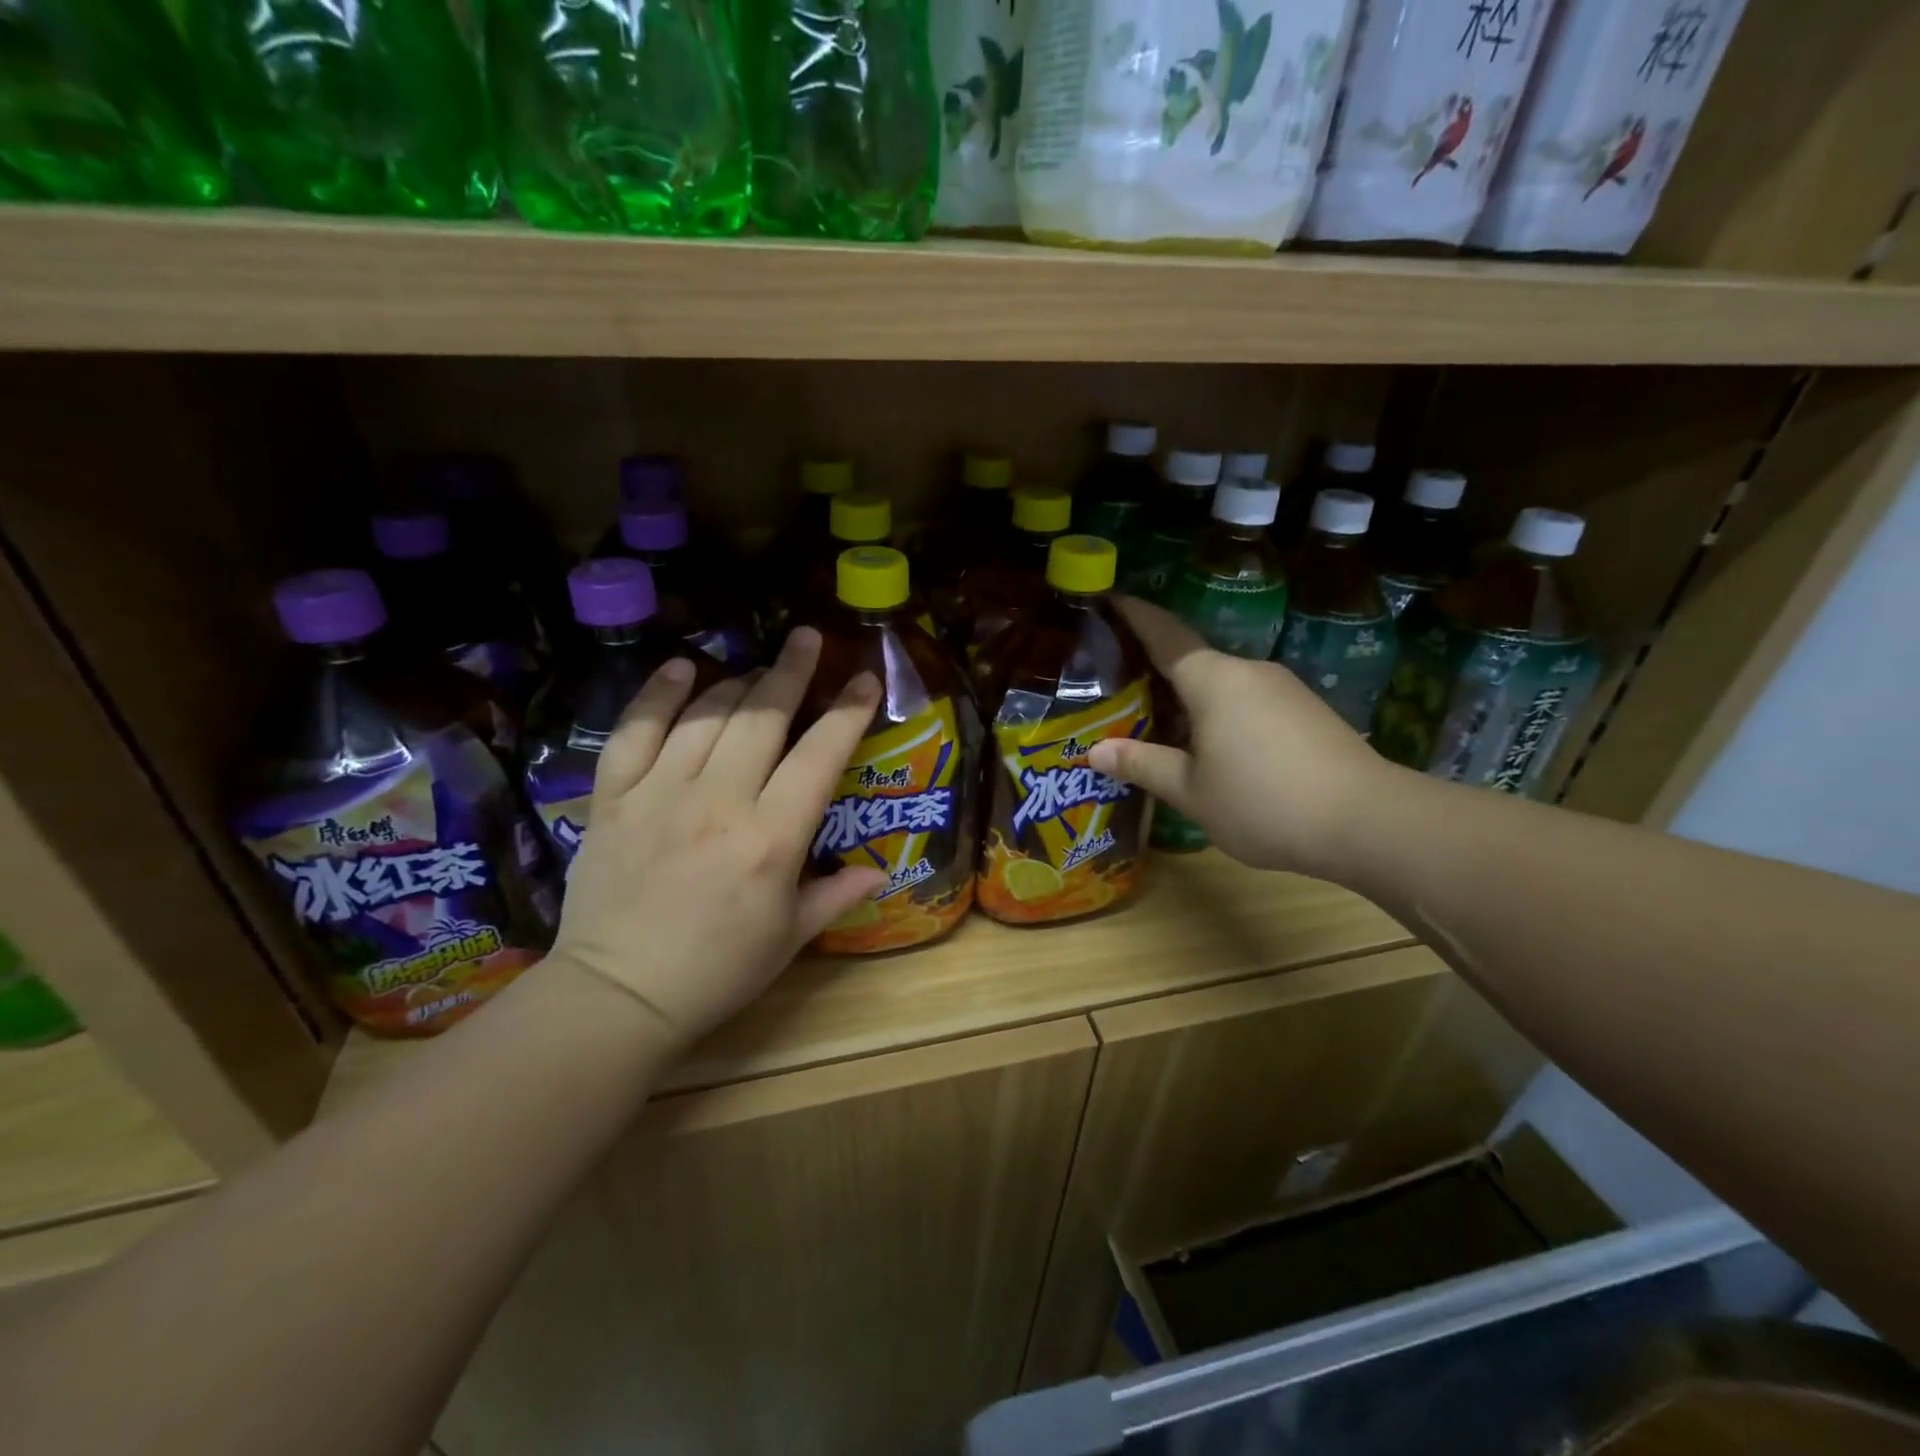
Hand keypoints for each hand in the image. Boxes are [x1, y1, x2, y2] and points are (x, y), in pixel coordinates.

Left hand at [548, 629, 886, 1051]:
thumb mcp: (788, 939)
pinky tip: (680, 669)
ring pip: (705, 716)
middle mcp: (719, 802)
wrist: (616, 995)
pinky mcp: (613, 799)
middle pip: (761, 717)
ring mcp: (659, 794)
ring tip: (756, 670)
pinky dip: (657, 695)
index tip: (864, 679)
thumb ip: (835, 895)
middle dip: (790, 671)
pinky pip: (634, 732)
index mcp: (771, 839)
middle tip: (807, 639)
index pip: (819, 756)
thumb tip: (879, 870)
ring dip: (737, 684)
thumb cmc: (716, 971)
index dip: (846, 712)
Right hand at [1087, 598, 1391, 877]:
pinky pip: (1248, 701)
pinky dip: (1220, 713)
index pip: (1163, 634)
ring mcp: (1283, 688)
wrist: (1369, 821)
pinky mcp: (1307, 710)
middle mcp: (1248, 671)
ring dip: (1189, 698)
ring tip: (1160, 725)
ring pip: (1222, 684)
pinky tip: (1212, 747)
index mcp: (1213, 680)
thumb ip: (1143, 765)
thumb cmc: (1263, 802)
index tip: (1107, 599)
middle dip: (1155, 669)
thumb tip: (1096, 750)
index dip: (1133, 616)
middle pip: (1192, 661)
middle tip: (1118, 687)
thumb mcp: (1190, 791)